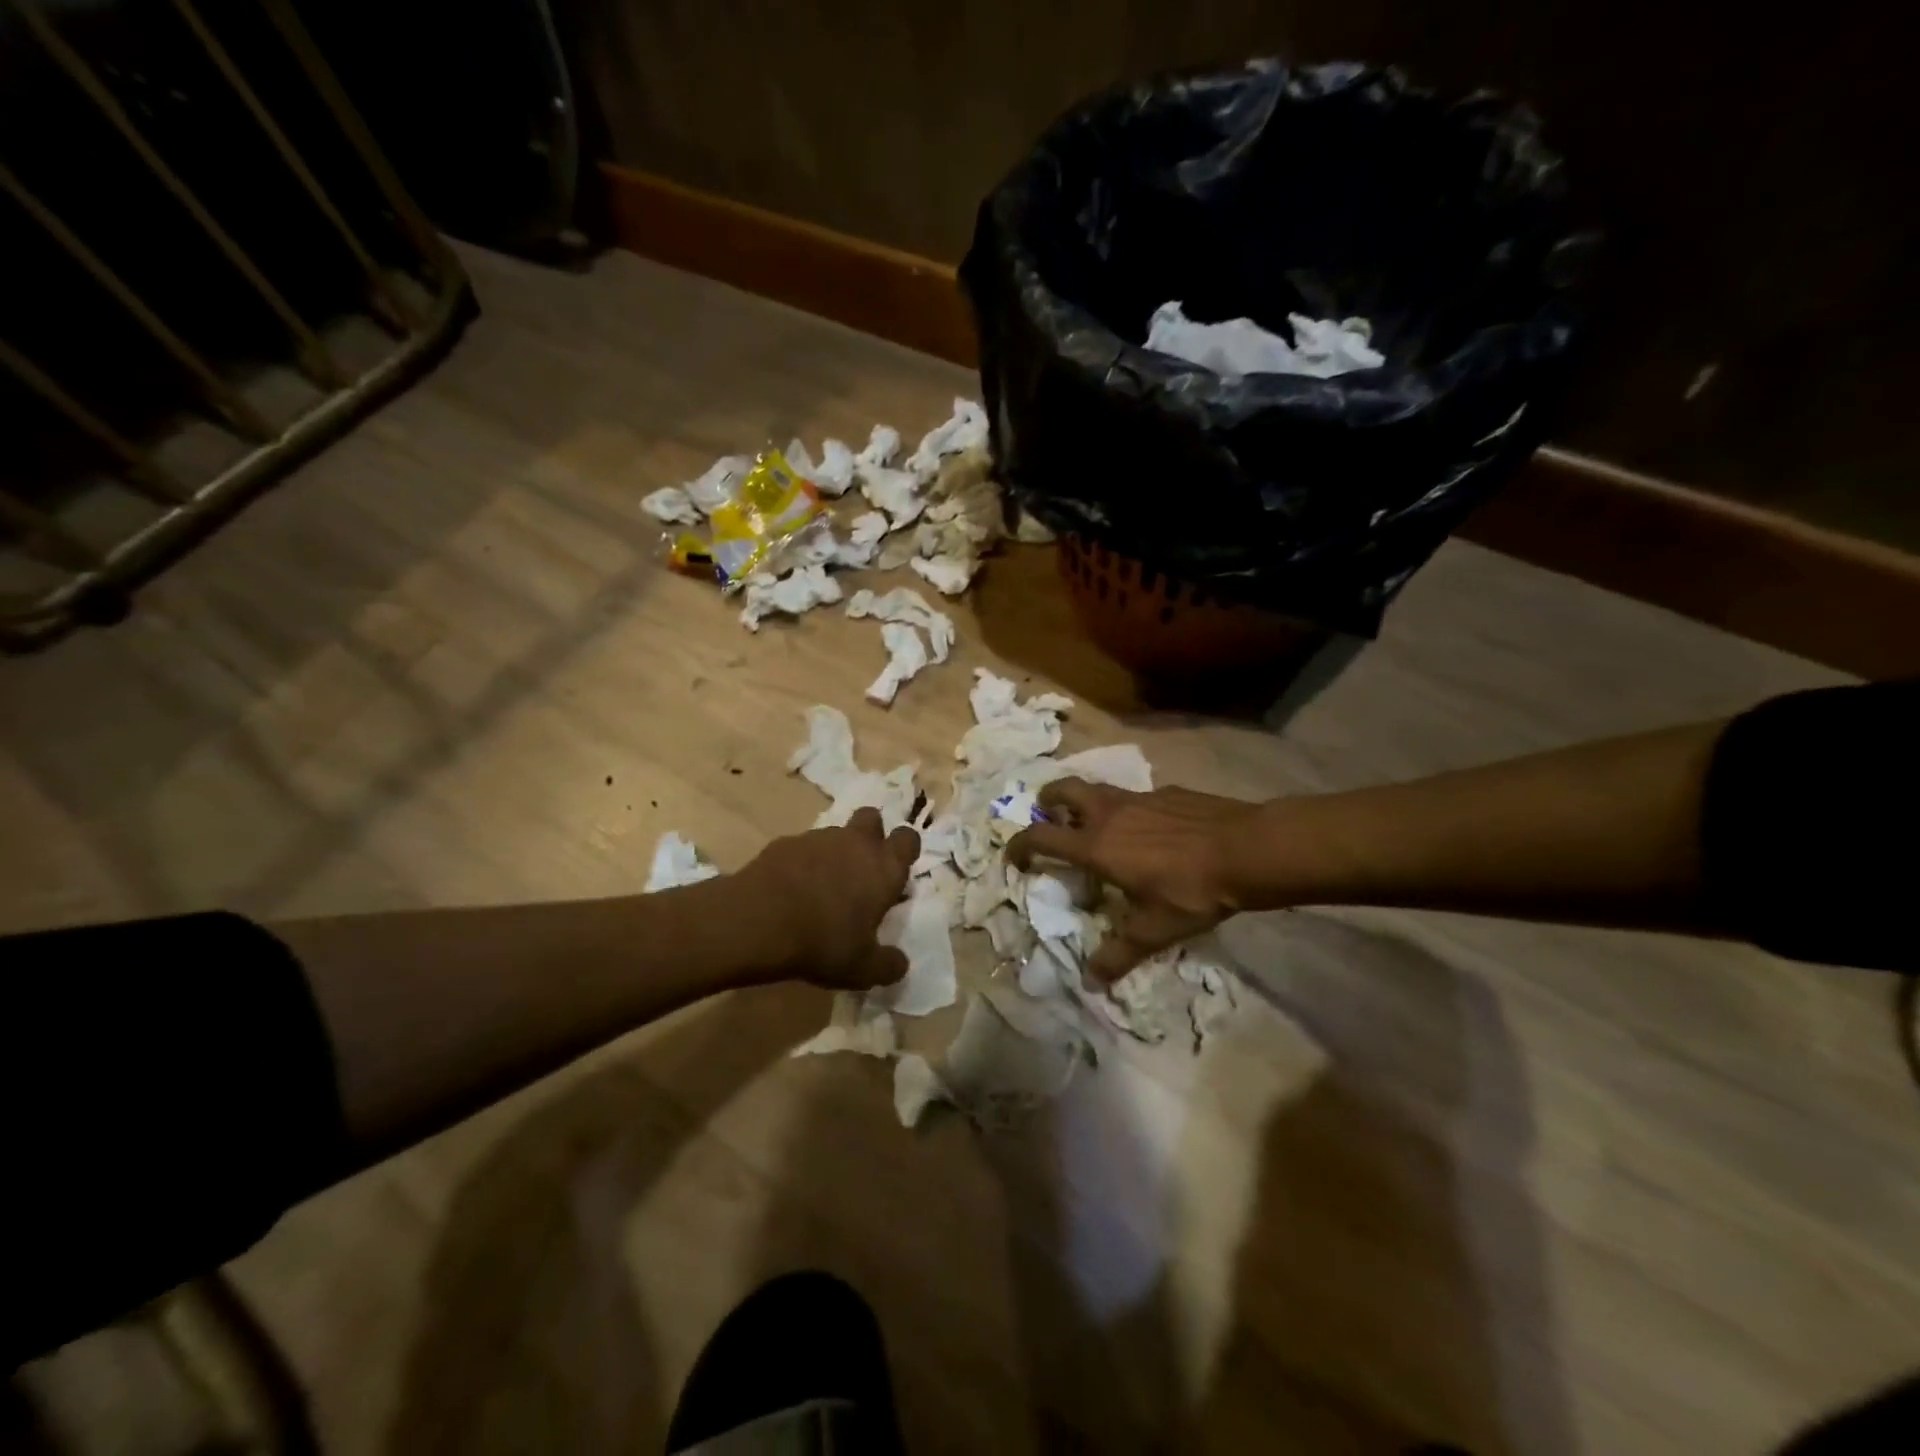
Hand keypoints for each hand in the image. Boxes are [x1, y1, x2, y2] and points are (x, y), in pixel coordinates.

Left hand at [737, 807, 918, 989]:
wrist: (758, 920)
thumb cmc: (823, 942)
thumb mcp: (862, 968)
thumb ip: (888, 965)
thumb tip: (900, 965)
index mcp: (884, 867)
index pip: (908, 839)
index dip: (904, 850)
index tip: (895, 872)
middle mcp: (856, 843)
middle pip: (873, 818)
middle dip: (871, 835)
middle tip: (861, 868)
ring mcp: (818, 838)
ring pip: (835, 833)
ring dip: (834, 852)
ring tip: (821, 887)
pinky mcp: (785, 842)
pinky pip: (801, 847)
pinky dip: (801, 863)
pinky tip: (790, 890)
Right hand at [1007, 779, 1254, 981]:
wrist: (1247, 849)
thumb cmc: (1192, 891)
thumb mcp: (1154, 930)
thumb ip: (1119, 954)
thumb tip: (1091, 982)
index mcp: (1096, 846)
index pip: (1041, 836)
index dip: (1020, 845)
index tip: (1014, 857)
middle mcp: (1109, 814)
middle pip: (1062, 790)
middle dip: (1047, 800)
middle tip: (1048, 817)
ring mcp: (1139, 797)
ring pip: (1098, 788)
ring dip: (1085, 802)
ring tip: (1095, 824)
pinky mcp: (1167, 793)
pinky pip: (1135, 796)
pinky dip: (1128, 809)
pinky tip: (1149, 830)